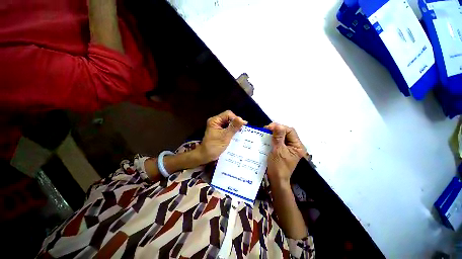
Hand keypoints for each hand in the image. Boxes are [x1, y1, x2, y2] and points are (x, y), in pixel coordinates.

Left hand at [199, 110, 246, 162]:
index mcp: (215, 120)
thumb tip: (242, 119)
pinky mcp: (220, 132)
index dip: (236, 118)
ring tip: (241, 132)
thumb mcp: (225, 136)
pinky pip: (228, 128)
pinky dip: (233, 131)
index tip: (243, 125)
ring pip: (229, 123)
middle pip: (229, 118)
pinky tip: (237, 135)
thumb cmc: (214, 146)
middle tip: (243, 130)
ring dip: (235, 127)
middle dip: (236, 123)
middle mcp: (216, 122)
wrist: (206, 156)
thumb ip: (233, 127)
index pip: (228, 114)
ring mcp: (218, 127)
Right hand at [265, 123, 306, 187]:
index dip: (280, 127)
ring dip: (273, 133)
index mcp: (297, 146)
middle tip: (266, 129)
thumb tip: (277, 125)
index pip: (290, 131)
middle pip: (286, 133)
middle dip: (276, 129)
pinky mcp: (282, 150)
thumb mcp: (278, 150)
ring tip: (265, 132)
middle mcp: (294, 146)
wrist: (276, 179)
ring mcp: (288, 148)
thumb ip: (278, 137)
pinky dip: (272, 138)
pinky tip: (266, 137)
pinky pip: (278, 141)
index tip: (269, 127)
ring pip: (281, 136)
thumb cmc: (278, 166)